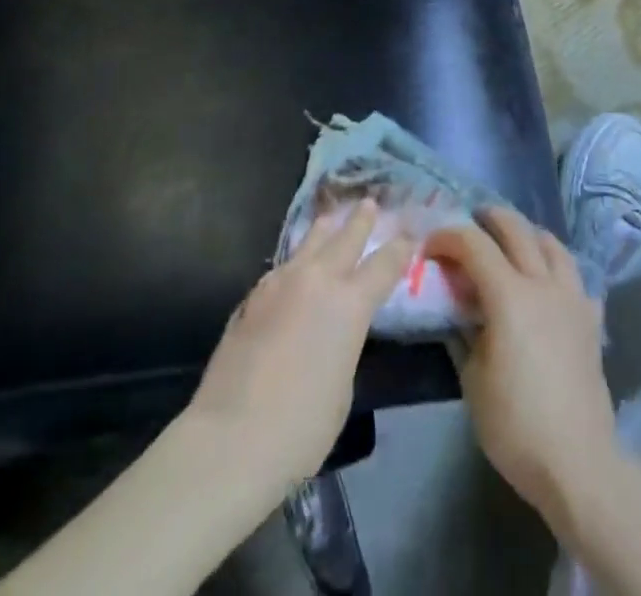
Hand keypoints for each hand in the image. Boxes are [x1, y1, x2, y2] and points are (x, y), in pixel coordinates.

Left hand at [188, 199, 412, 490]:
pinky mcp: (252, 296)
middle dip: (361, 220)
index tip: (410, 235)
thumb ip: (344, 343)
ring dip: (325, 229)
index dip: (400, 249)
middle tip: (369, 204)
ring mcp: (280, 282)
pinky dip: (297, 260)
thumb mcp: (343, 386)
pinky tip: (295, 267)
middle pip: (345, 237)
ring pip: (309, 241)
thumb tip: (333, 331)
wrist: (230, 437)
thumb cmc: (301, 426)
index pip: (384, 265)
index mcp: (350, 303)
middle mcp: (317, 280)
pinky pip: (283, 266)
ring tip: (331, 219)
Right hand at [423, 207, 628, 536]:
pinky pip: (575, 277)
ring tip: (510, 244)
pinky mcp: (591, 320)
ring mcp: (572, 298)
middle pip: (516, 229)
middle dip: (488, 219)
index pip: (473, 244)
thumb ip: (463, 334)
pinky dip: (556, 268)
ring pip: (552, 244)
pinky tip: (547, 285)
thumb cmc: (516, 425)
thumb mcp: (472, 380)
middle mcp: (542, 284)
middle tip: (469, 225)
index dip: (447, 237)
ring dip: (526, 234)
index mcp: (509, 295)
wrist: (578, 463)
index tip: (429, 247)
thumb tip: (458, 312)